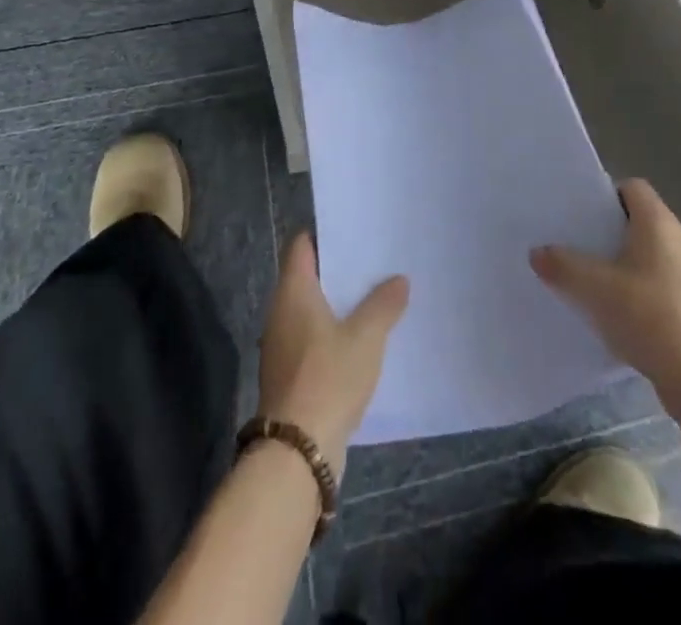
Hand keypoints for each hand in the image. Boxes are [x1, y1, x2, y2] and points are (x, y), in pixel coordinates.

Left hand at [258, 234, 408, 476]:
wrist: (297, 452)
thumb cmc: (328, 378)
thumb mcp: (366, 337)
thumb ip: (383, 304)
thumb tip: (399, 279)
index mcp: (293, 291)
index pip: (301, 245)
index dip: (324, 233)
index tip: (353, 228)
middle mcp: (281, 311)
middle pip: (307, 276)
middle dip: (338, 268)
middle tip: (374, 259)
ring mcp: (282, 344)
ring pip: (312, 309)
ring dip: (338, 303)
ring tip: (375, 295)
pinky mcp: (290, 373)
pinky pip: (313, 338)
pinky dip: (334, 332)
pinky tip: (362, 339)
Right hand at [531, 178, 680, 419]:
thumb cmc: (648, 316)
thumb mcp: (594, 288)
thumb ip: (562, 265)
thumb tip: (537, 252)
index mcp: (659, 223)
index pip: (633, 187)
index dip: (607, 196)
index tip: (582, 215)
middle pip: (641, 221)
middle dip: (611, 232)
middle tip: (580, 247)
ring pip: (653, 255)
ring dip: (627, 264)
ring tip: (596, 283)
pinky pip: (663, 285)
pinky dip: (643, 292)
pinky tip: (624, 316)